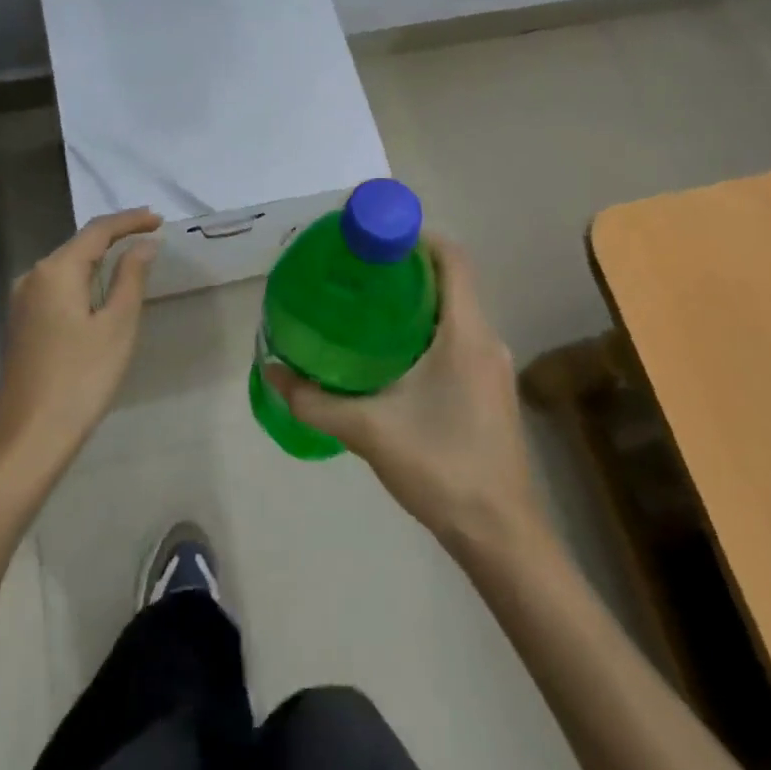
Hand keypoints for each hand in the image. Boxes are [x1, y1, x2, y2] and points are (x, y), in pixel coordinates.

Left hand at [0, 209, 161, 478]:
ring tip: (131, 255)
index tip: (159, 219)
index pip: (97, 230)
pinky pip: (57, 286)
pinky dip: (84, 278)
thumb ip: (131, 277)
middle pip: (79, 244)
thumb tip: (144, 245)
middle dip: (114, 235)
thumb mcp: (117, 325)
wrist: (29, 438)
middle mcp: (32, 276)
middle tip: (150, 233)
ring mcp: (22, 301)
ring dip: (99, 257)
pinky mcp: (21, 322)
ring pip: (67, 265)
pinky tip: (101, 288)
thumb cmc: (81, 379)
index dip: (130, 221)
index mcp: (55, 271)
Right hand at [267, 237, 542, 551]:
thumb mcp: (368, 430)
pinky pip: (459, 335)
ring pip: (455, 309)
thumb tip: (271, 370)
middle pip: (451, 280)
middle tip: (358, 267)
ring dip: (417, 298)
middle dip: (407, 266)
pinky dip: (427, 325)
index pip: (453, 259)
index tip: (375, 235)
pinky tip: (391, 350)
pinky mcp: (489, 387)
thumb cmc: (441, 467)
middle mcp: (486, 338)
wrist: (500, 534)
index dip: (418, 236)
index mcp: (466, 332)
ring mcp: (492, 364)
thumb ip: (315, 400)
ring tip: (366, 302)